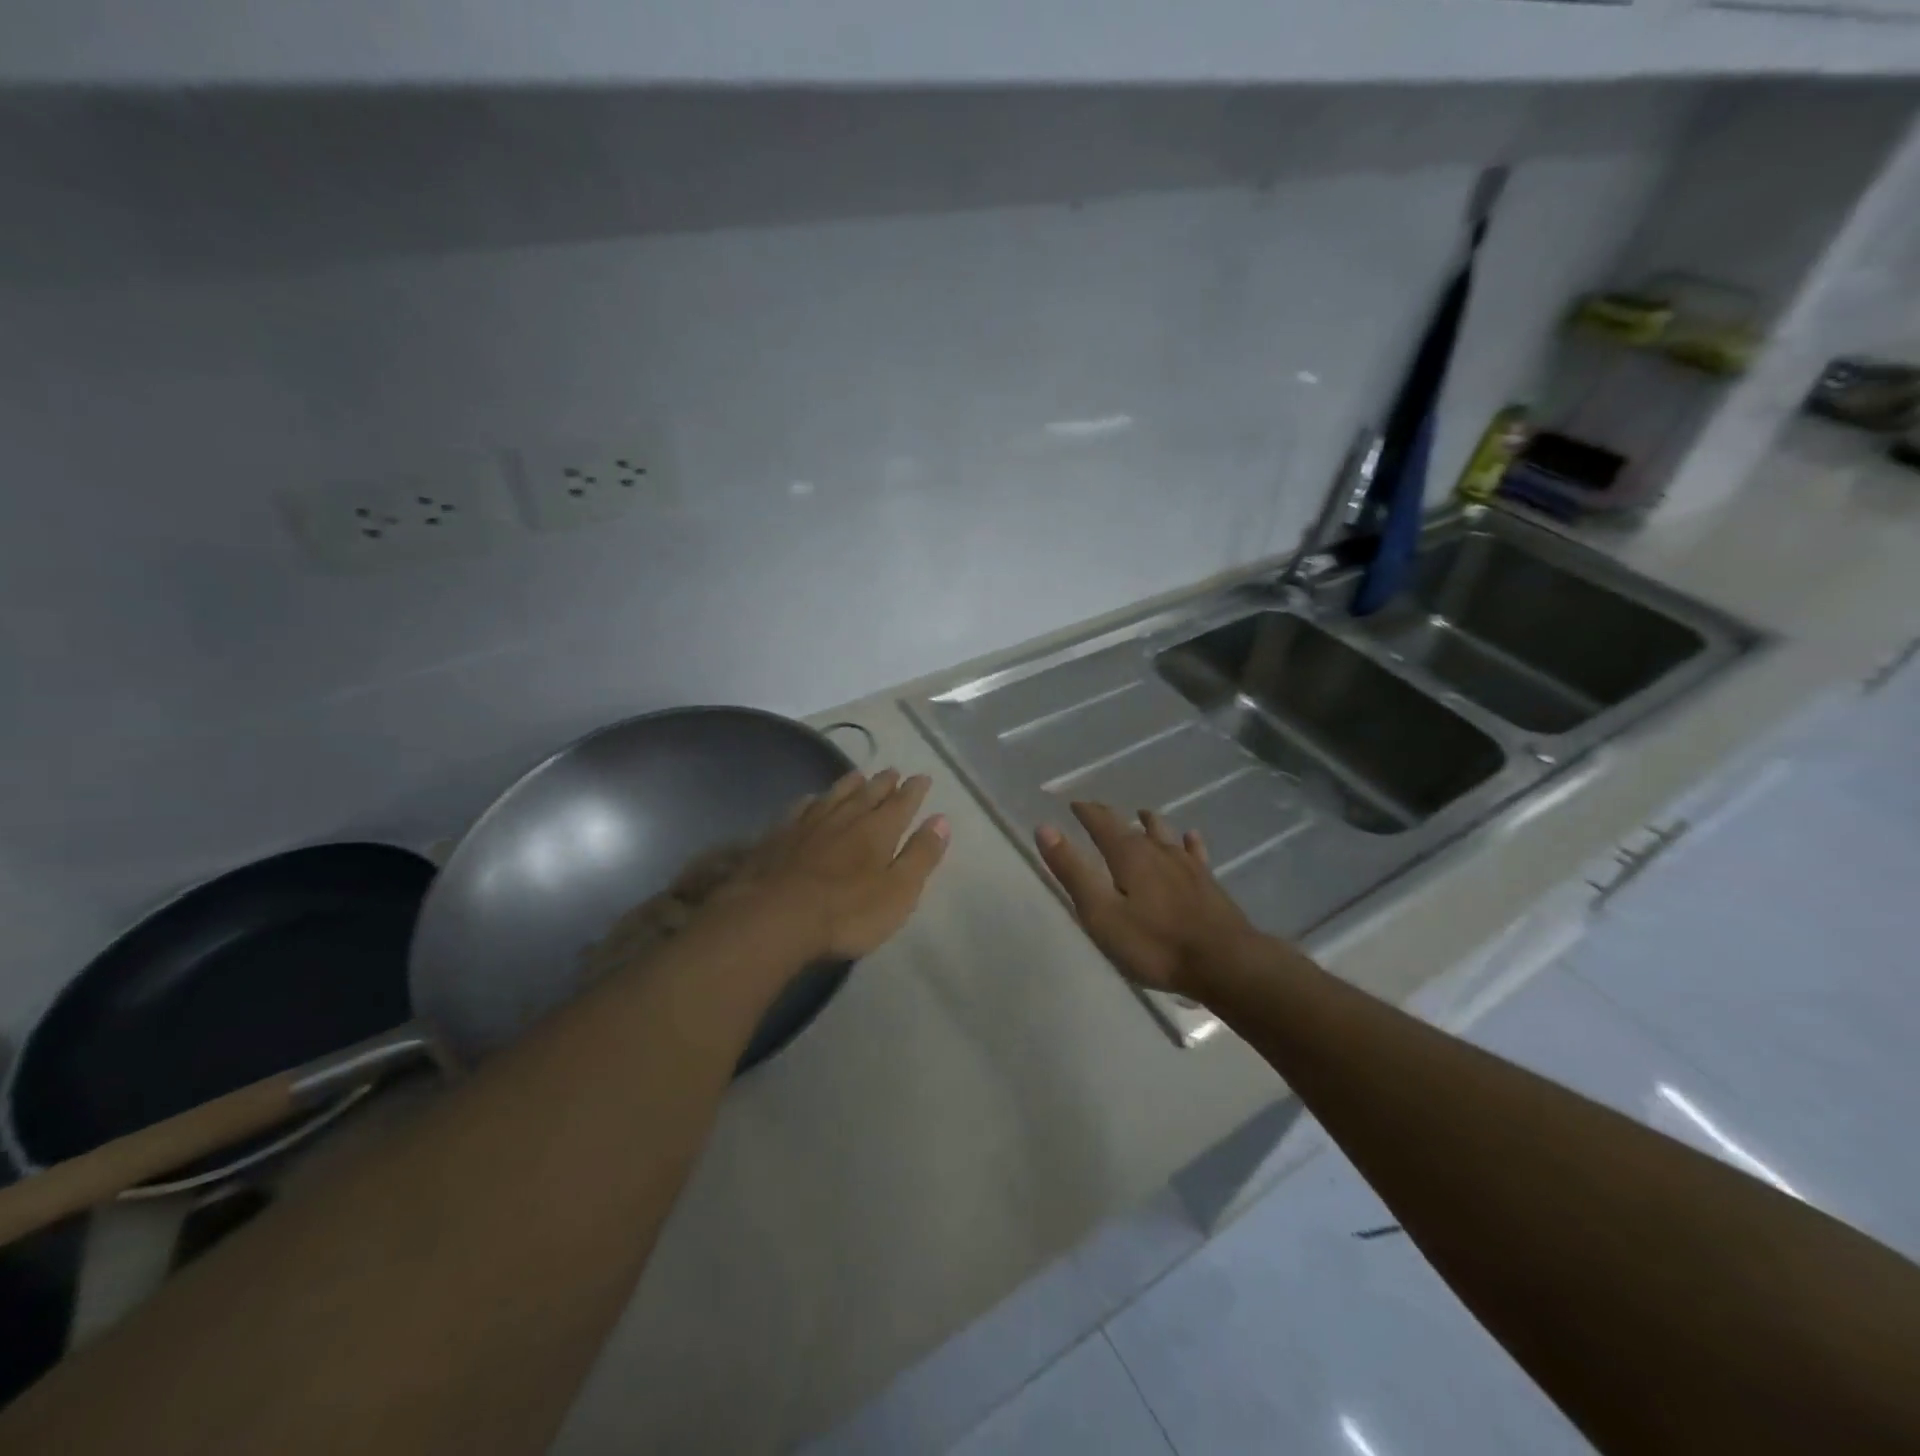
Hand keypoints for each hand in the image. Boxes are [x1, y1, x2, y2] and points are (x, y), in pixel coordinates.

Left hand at [705, 769, 950, 959]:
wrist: (775, 917)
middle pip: (868, 793)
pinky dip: (813, 801)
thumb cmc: (847, 912)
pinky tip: (812, 800)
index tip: (922, 777)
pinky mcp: (780, 836)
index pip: (902, 803)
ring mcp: (809, 824)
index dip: (914, 790)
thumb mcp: (899, 891)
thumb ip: (921, 855)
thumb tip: (941, 820)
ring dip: (850, 784)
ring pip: (835, 795)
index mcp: (879, 830)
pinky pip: (801, 808)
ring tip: (858, 775)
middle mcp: (846, 817)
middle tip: (892, 771)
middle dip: (884, 782)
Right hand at [1035, 802, 1255, 994]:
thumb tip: (1045, 828)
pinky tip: (1190, 838)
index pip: (1102, 822)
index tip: (1073, 804)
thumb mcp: (1101, 913)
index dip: (1086, 812)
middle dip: (1112, 817)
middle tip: (1099, 812)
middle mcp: (1158, 850)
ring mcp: (1187, 865)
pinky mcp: (1208, 883)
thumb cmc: (1154, 943)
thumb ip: (1073, 871)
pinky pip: (1195, 852)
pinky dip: (1188, 842)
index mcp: (1128, 855)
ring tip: (1143, 815)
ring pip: (1165, 834)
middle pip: (1132, 825)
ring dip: (1150, 823)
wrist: (1225, 962)